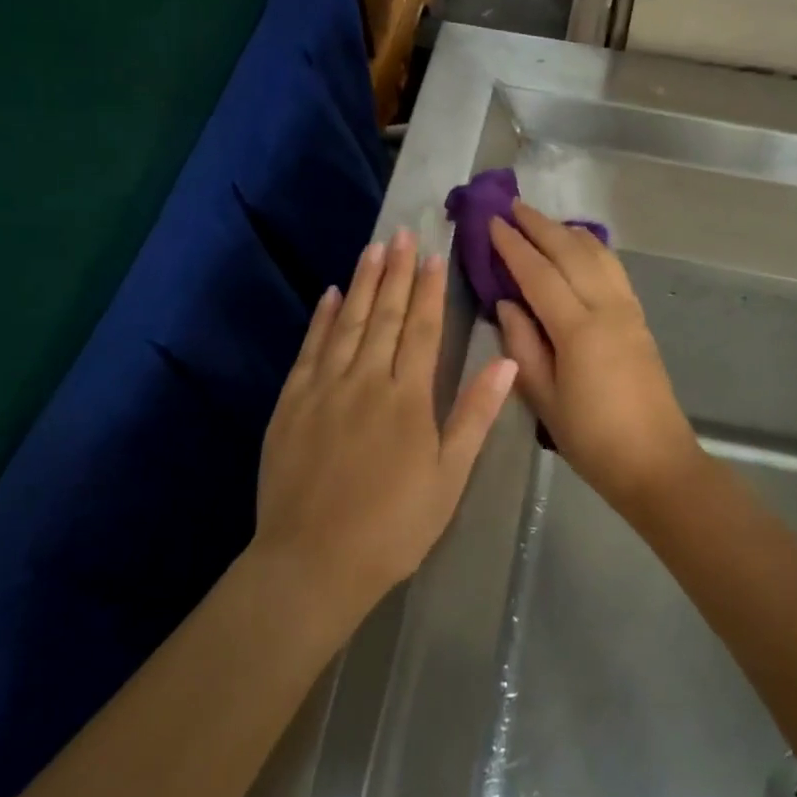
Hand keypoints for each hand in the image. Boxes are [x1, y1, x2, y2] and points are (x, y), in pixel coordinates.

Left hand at [255, 230, 517, 614]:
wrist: (313, 562)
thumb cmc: (393, 526)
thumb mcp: (448, 477)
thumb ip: (475, 415)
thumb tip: (505, 361)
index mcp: (407, 397)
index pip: (421, 329)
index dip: (429, 290)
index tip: (434, 255)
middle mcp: (365, 380)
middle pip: (384, 315)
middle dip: (396, 272)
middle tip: (403, 233)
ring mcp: (324, 389)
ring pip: (347, 323)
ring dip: (362, 283)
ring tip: (373, 248)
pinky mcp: (292, 404)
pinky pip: (310, 350)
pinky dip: (321, 319)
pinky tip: (330, 295)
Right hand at [489, 201, 702, 513]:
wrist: (656, 462)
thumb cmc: (592, 439)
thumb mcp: (543, 401)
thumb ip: (521, 347)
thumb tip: (506, 303)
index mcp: (578, 331)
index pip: (539, 274)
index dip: (513, 246)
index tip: (492, 222)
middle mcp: (606, 309)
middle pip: (571, 252)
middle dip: (540, 225)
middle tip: (512, 206)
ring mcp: (628, 310)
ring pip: (597, 254)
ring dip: (567, 230)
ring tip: (542, 220)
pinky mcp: (640, 318)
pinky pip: (613, 268)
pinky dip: (592, 248)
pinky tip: (580, 246)